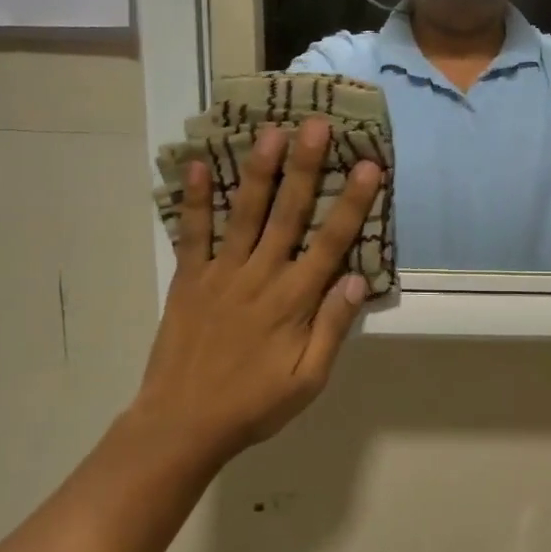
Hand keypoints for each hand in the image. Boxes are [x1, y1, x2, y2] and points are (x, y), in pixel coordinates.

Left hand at [130, 119, 382, 460]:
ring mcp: (221, 274)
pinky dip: (196, 200)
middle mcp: (260, 276)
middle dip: (306, 168)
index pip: (331, 242)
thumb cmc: (253, 405)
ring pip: (245, 214)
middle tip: (316, 126)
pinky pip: (193, 234)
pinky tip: (200, 166)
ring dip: (260, 172)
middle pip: (288, 214)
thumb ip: (333, 328)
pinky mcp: (188, 279)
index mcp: (294, 301)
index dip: (352, 203)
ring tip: (272, 133)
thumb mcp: (308, 380)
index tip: (369, 166)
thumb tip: (356, 278)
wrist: (181, 425)